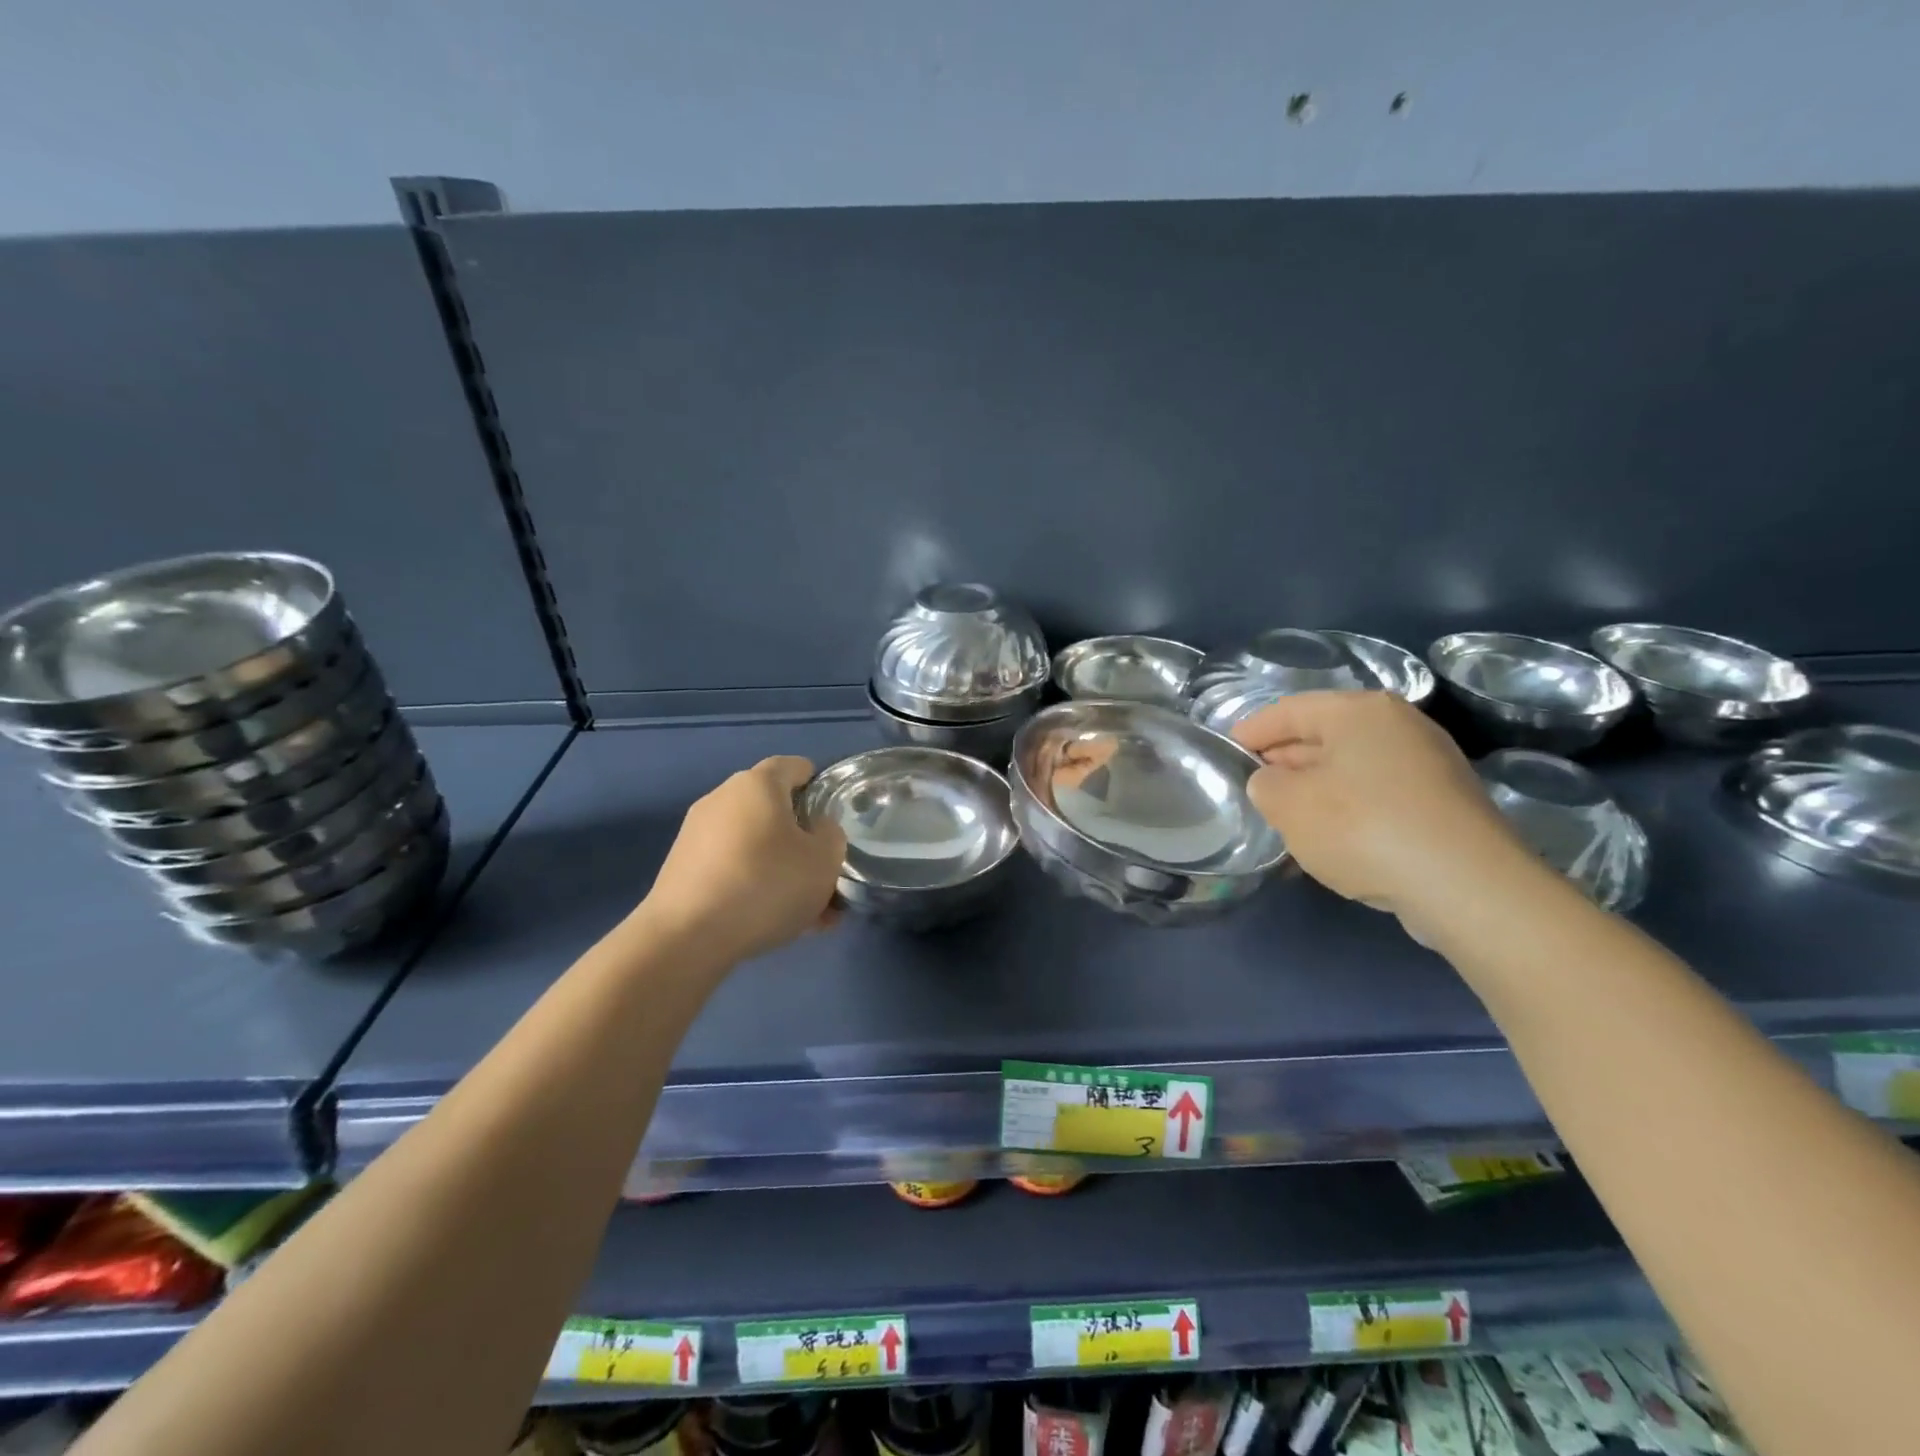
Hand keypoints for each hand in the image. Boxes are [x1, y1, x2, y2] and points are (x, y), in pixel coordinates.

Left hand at [641, 756, 847, 965]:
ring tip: (808, 911)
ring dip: (783, 869)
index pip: (794, 766)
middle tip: (825, 872)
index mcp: (758, 784)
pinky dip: (756, 885)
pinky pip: (733, 868)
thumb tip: (817, 828)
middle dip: (802, 839)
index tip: (834, 816)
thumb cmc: (766, 885)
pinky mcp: (683, 868)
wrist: (686, 938)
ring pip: (756, 845)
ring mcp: (698, 833)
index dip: (818, 786)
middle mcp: (723, 798)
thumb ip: (831, 836)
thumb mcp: (824, 861)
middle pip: (774, 810)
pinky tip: (776, 922)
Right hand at [1232, 692, 1538, 934]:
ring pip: (1351, 768)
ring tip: (1284, 819)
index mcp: (1359, 710)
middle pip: (1323, 736)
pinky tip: (1329, 841)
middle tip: (1252, 788)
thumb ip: (1264, 785)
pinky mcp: (1444, 805)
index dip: (1251, 731)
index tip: (1225, 752)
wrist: (1466, 886)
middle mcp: (1398, 725)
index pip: (1288, 710)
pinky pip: (1378, 797)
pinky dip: (1348, 811)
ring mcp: (1428, 764)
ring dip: (1315, 790)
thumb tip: (1272, 782)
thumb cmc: (1362, 827)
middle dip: (1283, 761)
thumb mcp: (1288, 804)